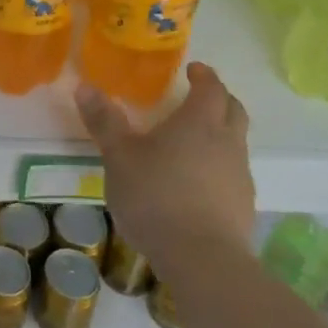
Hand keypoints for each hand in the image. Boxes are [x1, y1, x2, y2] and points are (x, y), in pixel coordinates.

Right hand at [75, 62, 254, 283]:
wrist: (202, 259)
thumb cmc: (156, 196)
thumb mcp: (119, 157)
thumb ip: (105, 122)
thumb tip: (84, 87)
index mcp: (199, 123)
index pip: (211, 88)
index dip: (204, 76)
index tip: (194, 69)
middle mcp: (226, 143)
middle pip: (234, 110)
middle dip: (219, 99)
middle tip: (199, 96)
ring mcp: (239, 176)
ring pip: (236, 143)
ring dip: (220, 134)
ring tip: (192, 142)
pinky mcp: (243, 206)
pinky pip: (233, 173)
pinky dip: (218, 166)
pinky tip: (196, 182)